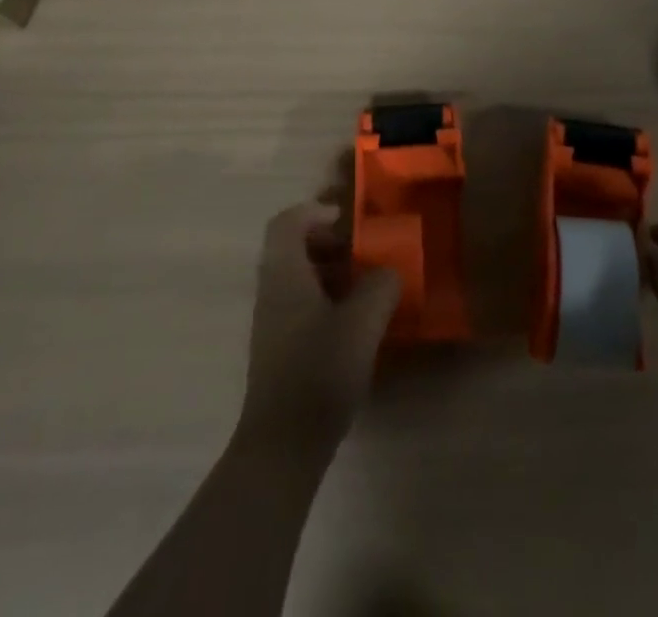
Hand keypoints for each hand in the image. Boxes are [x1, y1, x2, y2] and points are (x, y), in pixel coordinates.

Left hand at [235, 201, 400, 461]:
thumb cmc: (320, 371)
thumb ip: (381, 285)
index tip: (346, 220)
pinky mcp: (277, 350)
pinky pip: (298, 305)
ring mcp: (271, 323)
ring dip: (328, 272)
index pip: (287, 222)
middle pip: (291, 248)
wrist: (282, 446)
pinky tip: (352, 324)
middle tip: (360, 252)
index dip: (315, 211)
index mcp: (284, 274)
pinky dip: (323, 300)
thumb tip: (387, 272)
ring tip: (363, 287)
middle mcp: (271, 291)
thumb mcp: (363, 322)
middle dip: (326, 242)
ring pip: (295, 278)